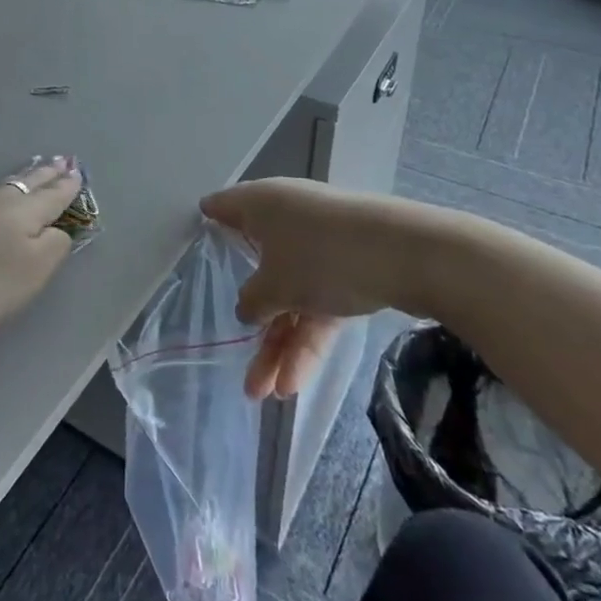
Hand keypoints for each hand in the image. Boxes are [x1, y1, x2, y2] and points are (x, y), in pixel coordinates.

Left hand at [0, 157, 81, 343]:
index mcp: (24, 211)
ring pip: (9, 186)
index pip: (53, 196)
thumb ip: (53, 247)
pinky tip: (2, 194)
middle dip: (48, 175)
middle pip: (29, 183)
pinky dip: (7, 189)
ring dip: (27, 178)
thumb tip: (57, 229)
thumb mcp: (32, 272)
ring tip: (36, 172)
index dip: (68, 188)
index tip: (79, 174)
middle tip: (63, 162)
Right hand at [201, 179, 436, 399]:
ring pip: (290, 295)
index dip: (207, 228)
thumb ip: (251, 301)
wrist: (408, 254)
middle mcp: (286, 220)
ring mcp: (320, 245)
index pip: (222, 210)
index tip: (192, 251)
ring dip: (278, 344)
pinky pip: (318, 304)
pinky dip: (307, 339)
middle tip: (237, 359)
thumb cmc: (321, 256)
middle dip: (250, 321)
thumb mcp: (274, 286)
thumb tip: (247, 309)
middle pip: (257, 268)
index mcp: (260, 205)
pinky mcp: (350, 267)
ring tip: (265, 395)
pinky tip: (296, 382)